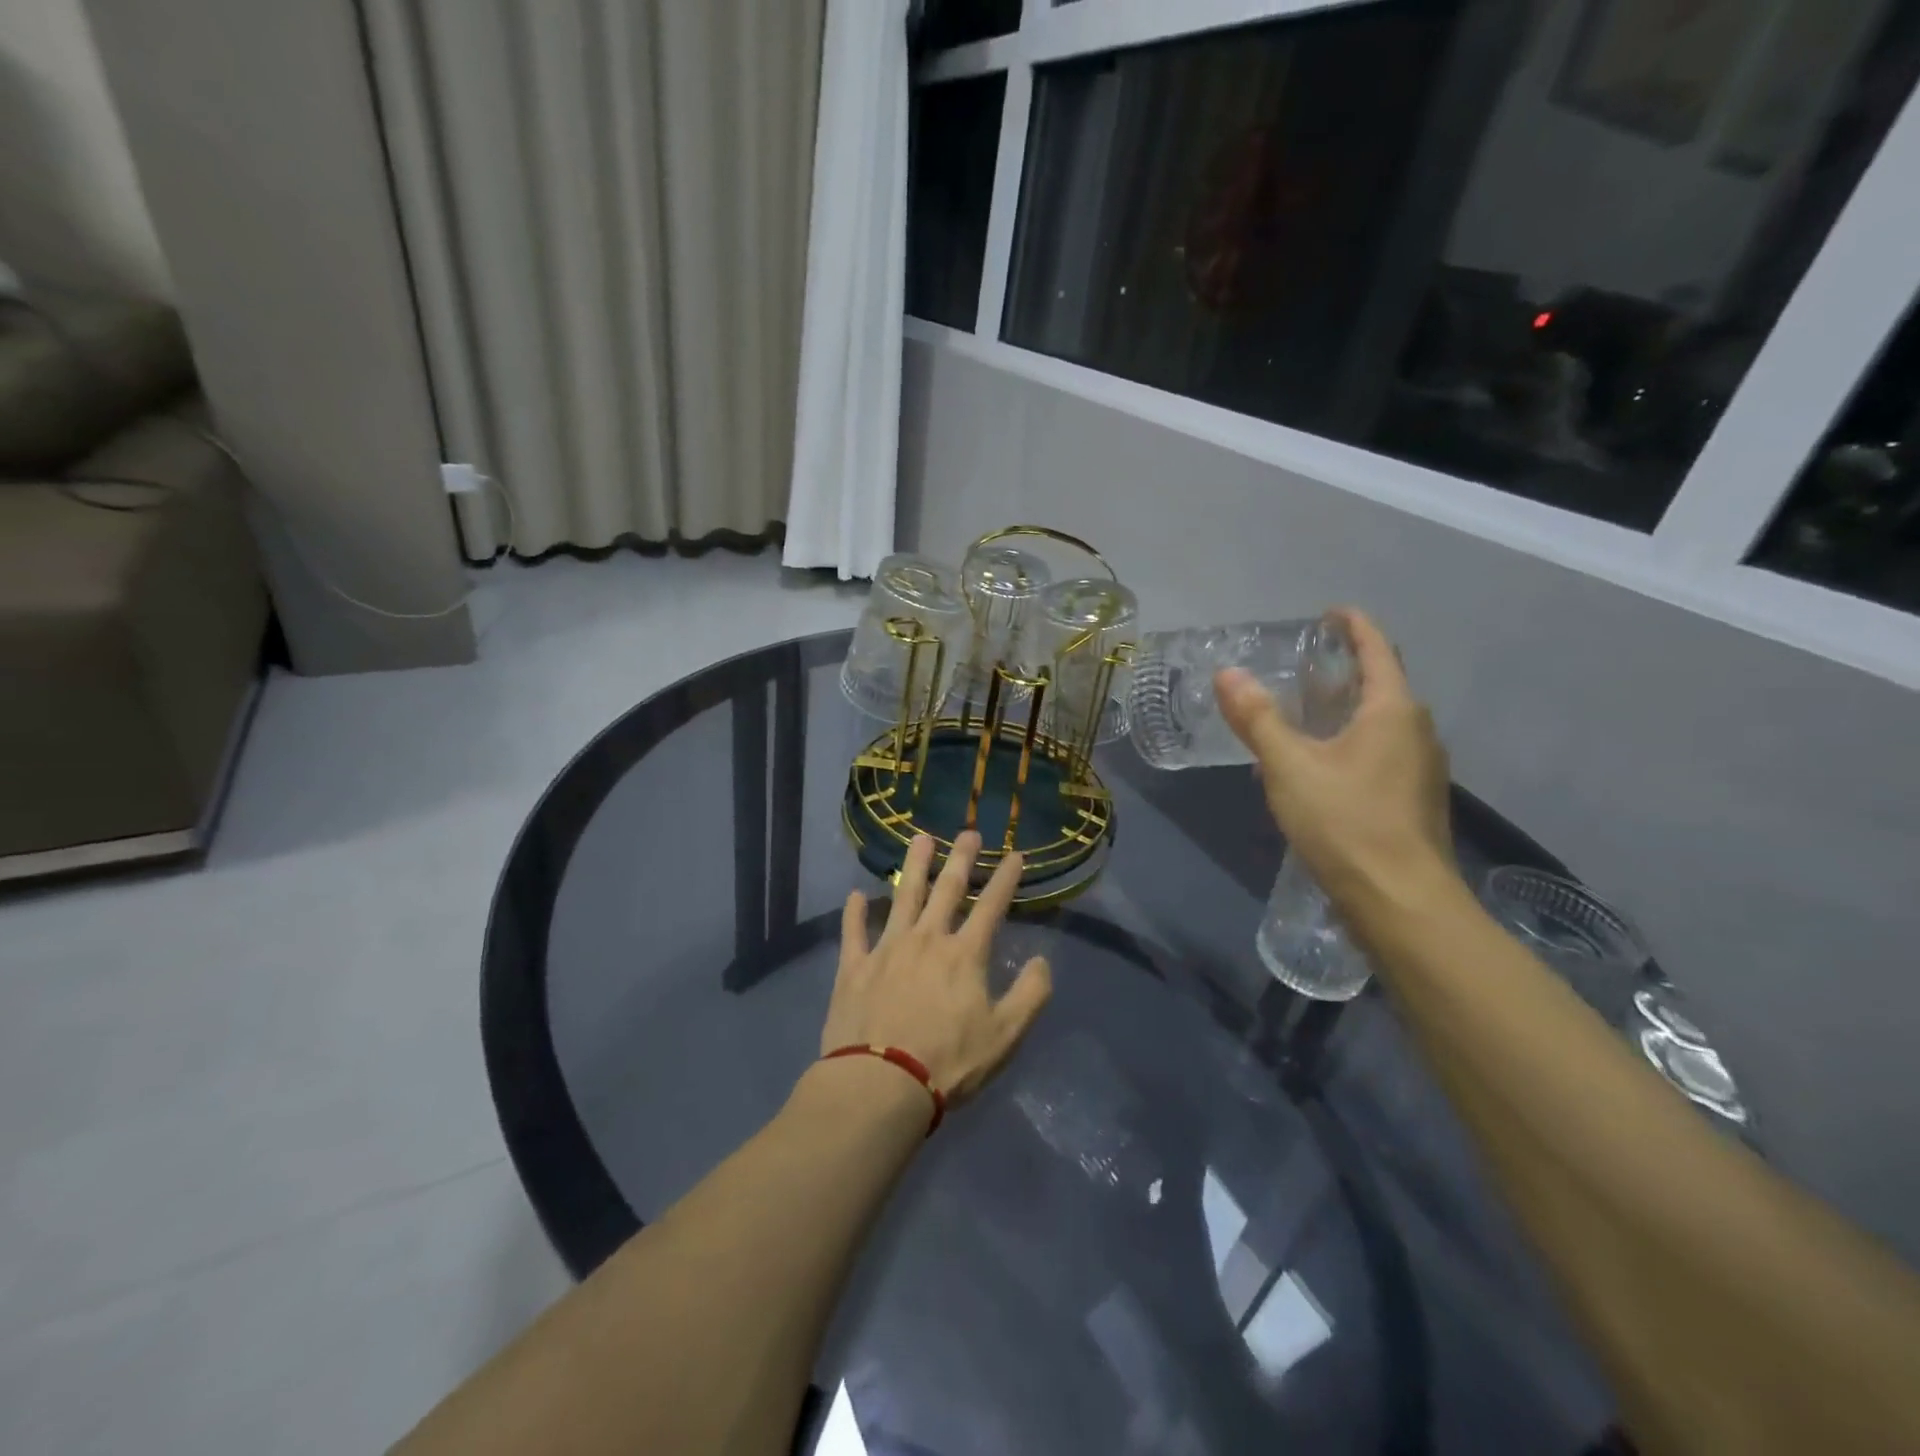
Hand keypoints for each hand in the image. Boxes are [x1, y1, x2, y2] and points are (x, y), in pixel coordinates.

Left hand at [820, 831, 1052, 1103]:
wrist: (881, 1084)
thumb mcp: (1005, 1036)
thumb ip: (1030, 995)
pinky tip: (855, 895)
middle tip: (968, 832)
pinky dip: (854, 913)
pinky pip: (854, 932)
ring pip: (902, 897)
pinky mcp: (854, 967)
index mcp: (965, 954)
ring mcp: (887, 949)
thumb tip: (1042, 962)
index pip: (992, 906)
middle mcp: (927, 939)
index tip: (1015, 854)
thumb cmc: (949, 1062)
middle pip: (947, 889)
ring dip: (913, 866)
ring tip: (920, 839)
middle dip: (961, 858)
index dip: (1006, 879)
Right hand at [1215, 608, 1457, 916]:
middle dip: (1341, 670)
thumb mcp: (1289, 767)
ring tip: (1297, 716)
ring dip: (1341, 711)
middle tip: (1298, 667)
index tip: (1328, 613)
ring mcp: (1419, 767)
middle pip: (1380, 684)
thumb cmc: (1347, 823)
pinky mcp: (1411, 799)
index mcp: (1393, 711)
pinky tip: (1313, 768)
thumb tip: (1228, 674)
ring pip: (1378, 723)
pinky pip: (1377, 753)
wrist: (1401, 902)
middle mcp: (1416, 731)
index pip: (1377, 649)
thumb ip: (1258, 718)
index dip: (1353, 625)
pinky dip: (1345, 744)